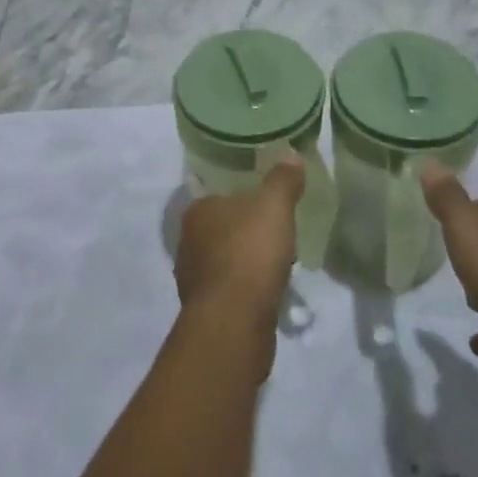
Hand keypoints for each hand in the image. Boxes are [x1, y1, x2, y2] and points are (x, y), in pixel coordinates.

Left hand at [175, 157, 303, 348]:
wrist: (234, 321)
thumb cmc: (249, 253)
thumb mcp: (274, 206)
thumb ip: (282, 180)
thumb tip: (290, 154)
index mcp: (197, 211)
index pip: (219, 195)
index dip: (244, 198)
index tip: (267, 206)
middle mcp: (187, 242)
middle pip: (221, 229)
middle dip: (246, 232)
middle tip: (277, 235)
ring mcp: (193, 279)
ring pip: (224, 261)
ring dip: (246, 263)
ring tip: (276, 265)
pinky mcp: (205, 310)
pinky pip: (229, 290)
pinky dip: (246, 289)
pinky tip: (267, 293)